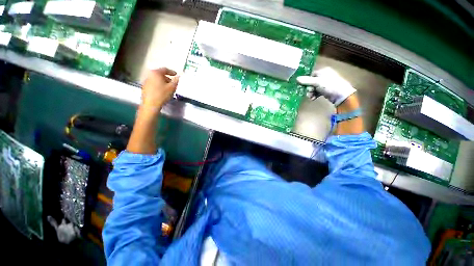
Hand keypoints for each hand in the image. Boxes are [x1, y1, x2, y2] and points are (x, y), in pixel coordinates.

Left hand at [141, 68, 179, 112]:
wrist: (150, 104)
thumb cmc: (162, 94)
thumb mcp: (172, 87)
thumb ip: (176, 81)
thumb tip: (178, 77)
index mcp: (156, 73)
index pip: (165, 69)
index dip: (172, 72)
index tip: (176, 75)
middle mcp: (149, 75)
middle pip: (160, 74)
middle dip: (167, 78)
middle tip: (173, 82)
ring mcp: (146, 81)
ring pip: (156, 79)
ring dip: (163, 82)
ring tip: (168, 88)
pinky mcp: (145, 87)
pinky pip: (153, 84)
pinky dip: (159, 85)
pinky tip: (162, 91)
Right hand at [297, 67, 355, 105]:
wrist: (341, 95)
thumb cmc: (329, 85)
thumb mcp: (317, 82)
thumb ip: (306, 81)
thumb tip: (296, 78)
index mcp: (323, 71)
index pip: (310, 75)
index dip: (306, 81)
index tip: (304, 87)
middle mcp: (324, 76)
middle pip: (311, 82)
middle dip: (309, 89)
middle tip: (309, 93)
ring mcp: (325, 84)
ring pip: (313, 88)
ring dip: (311, 93)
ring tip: (311, 97)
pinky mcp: (325, 90)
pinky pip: (317, 92)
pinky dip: (314, 95)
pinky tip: (313, 98)